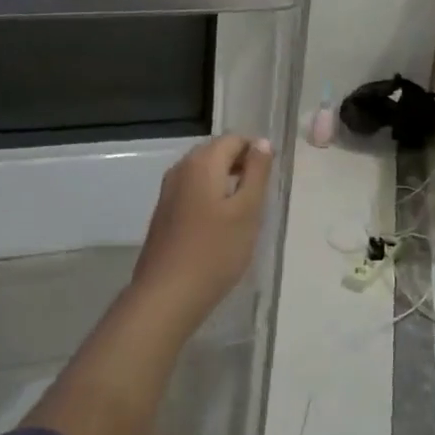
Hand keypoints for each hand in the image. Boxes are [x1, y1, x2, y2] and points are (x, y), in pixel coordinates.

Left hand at [132, 135, 274, 332]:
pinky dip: (209, 196)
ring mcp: (168, 190)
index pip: (234, 139)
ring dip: (225, 181)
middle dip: (240, 164)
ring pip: (203, 172)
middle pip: (216, 152)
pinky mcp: (164, 212)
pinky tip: (220, 223)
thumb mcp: (247, 211)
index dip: (255, 151)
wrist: (166, 295)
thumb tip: (261, 142)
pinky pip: (192, 190)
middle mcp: (181, 168)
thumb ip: (256, 173)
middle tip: (260, 194)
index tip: (270, 178)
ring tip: (244, 210)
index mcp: (202, 162)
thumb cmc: (215, 252)